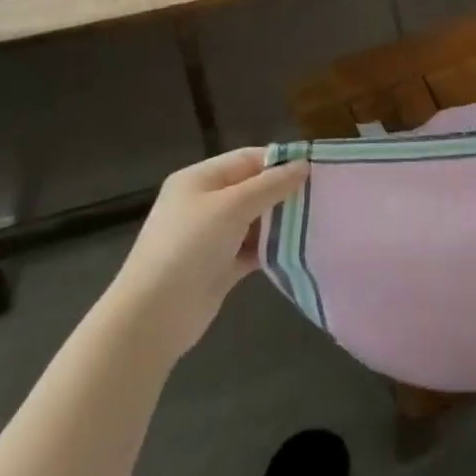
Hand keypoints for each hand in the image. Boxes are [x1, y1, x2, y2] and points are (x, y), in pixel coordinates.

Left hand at [111, 147, 307, 355]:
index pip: (247, 159)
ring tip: (318, 220)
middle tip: (322, 196)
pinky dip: (272, 248)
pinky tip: (299, 249)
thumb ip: (270, 185)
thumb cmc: (189, 247)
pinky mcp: (220, 266)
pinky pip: (252, 248)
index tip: (317, 169)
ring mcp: (211, 236)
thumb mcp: (232, 207)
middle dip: (284, 191)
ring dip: (281, 221)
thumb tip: (303, 165)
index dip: (280, 161)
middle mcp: (205, 203)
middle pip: (253, 188)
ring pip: (255, 220)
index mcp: (199, 179)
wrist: (153, 316)